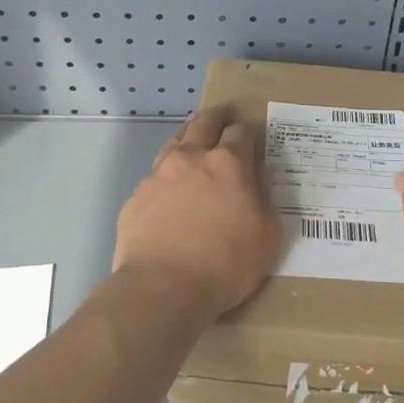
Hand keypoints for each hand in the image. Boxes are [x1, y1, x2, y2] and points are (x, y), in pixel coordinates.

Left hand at [113, 105, 282, 322]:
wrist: (162, 288)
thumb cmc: (225, 264)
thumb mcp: (267, 235)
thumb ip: (265, 199)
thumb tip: (260, 176)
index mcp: (228, 163)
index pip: (242, 132)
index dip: (250, 129)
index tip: (253, 132)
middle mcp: (192, 158)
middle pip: (204, 122)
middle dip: (218, 115)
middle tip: (225, 114)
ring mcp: (159, 175)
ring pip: (175, 142)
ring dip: (189, 137)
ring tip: (195, 142)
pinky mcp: (136, 196)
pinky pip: (156, 175)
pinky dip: (168, 174)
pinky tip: (170, 190)